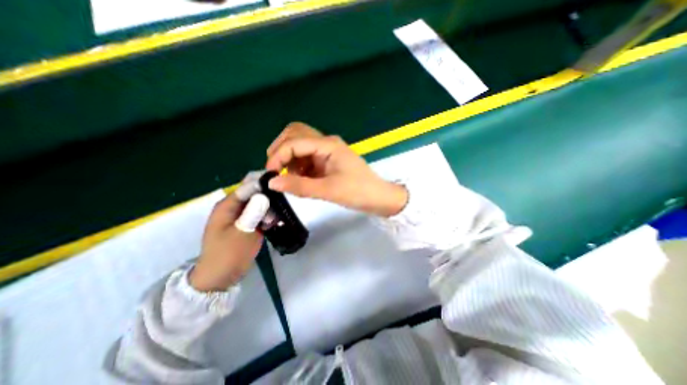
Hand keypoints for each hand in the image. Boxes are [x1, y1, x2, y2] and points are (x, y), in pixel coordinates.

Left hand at [193, 175, 270, 290]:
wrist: (220, 278)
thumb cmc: (228, 255)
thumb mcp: (241, 234)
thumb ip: (252, 214)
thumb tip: (264, 195)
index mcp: (228, 205)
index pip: (248, 185)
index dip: (264, 183)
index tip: (281, 186)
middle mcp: (235, 207)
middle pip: (255, 193)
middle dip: (269, 198)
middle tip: (278, 210)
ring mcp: (242, 216)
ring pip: (260, 204)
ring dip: (270, 209)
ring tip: (274, 222)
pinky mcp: (248, 224)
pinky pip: (261, 214)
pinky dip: (269, 217)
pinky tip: (274, 224)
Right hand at [266, 122, 406, 216]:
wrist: (378, 198)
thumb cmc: (358, 192)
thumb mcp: (328, 190)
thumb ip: (299, 186)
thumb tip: (272, 182)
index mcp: (327, 145)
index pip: (294, 141)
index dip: (278, 155)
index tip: (270, 174)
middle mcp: (326, 143)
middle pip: (295, 133)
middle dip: (280, 149)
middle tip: (275, 169)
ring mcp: (327, 151)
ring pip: (300, 145)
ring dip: (289, 158)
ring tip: (289, 177)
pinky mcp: (327, 161)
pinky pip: (307, 157)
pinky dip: (298, 166)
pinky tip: (299, 179)